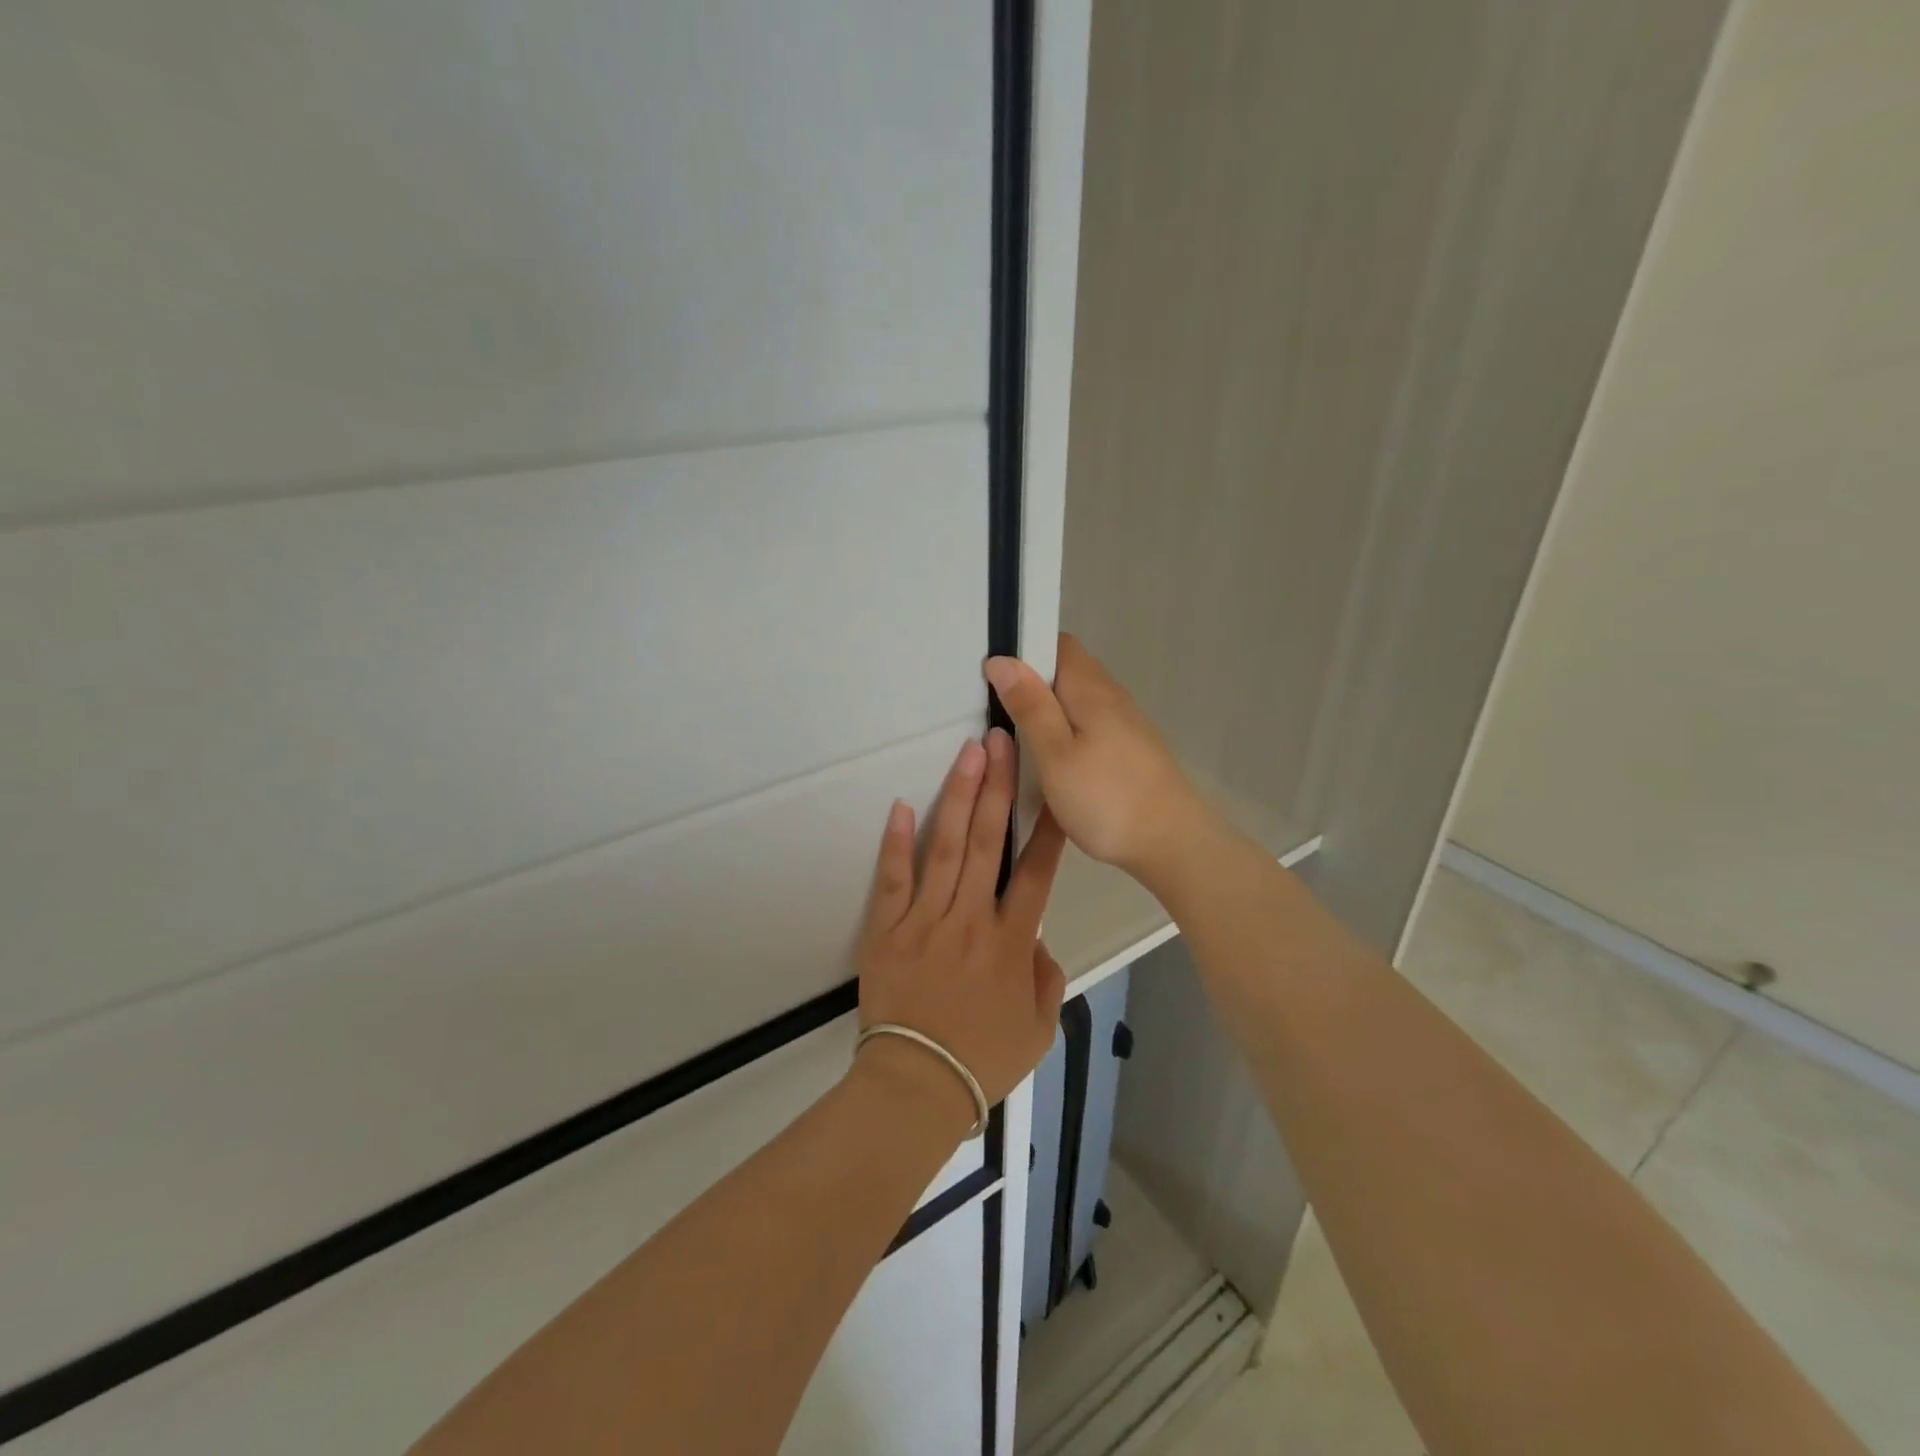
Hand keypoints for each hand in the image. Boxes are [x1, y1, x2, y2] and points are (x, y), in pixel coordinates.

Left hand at [854, 727, 1068, 1125]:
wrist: (916, 1086)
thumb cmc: (982, 1060)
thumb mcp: (1039, 1029)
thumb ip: (1047, 978)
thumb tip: (1038, 940)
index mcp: (1012, 942)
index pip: (1036, 874)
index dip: (1049, 829)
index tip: (1055, 789)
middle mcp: (972, 919)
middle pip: (990, 843)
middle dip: (999, 787)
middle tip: (1003, 742)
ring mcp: (926, 920)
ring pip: (947, 848)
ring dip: (959, 798)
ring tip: (969, 755)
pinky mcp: (888, 929)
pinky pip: (893, 880)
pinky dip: (896, 843)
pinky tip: (902, 806)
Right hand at [984, 633, 1213, 880]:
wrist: (1172, 842)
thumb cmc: (1107, 797)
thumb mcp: (1056, 754)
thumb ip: (1030, 706)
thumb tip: (1002, 660)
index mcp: (1090, 688)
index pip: (1056, 643)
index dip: (1023, 650)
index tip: (991, 673)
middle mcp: (1111, 696)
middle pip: (1066, 671)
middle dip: (1030, 682)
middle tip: (992, 708)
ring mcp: (1125, 723)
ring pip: (1076, 700)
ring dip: (1047, 709)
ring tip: (1014, 735)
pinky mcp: (1129, 749)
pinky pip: (1088, 725)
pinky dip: (1065, 731)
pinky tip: (1050, 759)